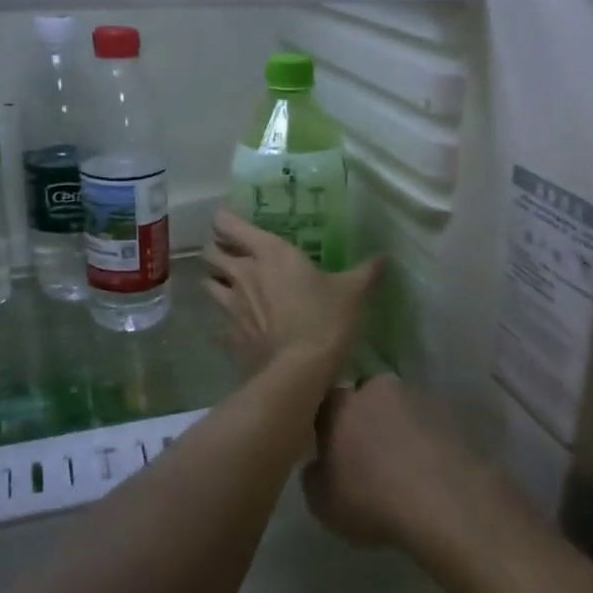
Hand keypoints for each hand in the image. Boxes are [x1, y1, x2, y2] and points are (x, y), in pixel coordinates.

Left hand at [200, 211, 380, 375]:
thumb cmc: (325, 320)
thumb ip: (366, 272)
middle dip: (216, 250)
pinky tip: (236, 325)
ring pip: (208, 284)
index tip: (232, 223)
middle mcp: (242, 273)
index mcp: (269, 252)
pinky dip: (223, 321)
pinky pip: (217, 323)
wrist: (298, 371)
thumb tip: (384, 258)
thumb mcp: (352, 292)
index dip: (225, 221)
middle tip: (231, 253)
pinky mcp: (228, 335)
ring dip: (215, 281)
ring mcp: (230, 306)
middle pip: (210, 252)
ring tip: (230, 285)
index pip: (228, 224)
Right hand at [305, 376, 471, 548]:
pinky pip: (430, 423)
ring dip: (399, 427)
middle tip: (368, 454)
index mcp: (341, 405)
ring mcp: (418, 397)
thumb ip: (313, 477)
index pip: (326, 402)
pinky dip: (427, 439)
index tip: (331, 448)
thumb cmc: (373, 500)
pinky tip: (430, 468)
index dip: (327, 424)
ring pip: (401, 408)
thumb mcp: (323, 504)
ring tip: (405, 464)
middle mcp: (377, 390)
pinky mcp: (452, 413)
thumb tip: (319, 465)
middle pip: (366, 398)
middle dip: (365, 418)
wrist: (445, 502)